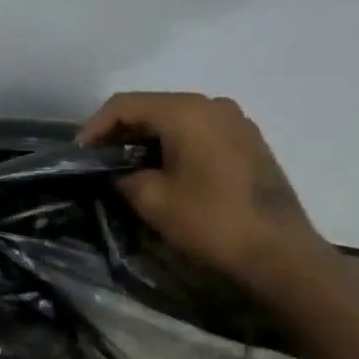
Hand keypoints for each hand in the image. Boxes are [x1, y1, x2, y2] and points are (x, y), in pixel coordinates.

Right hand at [79, 92, 335, 297]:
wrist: (280, 253)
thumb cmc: (210, 221)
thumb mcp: (152, 199)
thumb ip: (123, 175)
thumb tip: (117, 171)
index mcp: (187, 111)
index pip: (125, 105)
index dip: (95, 127)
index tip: (79, 154)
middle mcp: (213, 105)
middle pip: (152, 107)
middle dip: (120, 131)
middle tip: (98, 159)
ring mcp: (235, 121)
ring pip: (175, 119)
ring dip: (146, 138)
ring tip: (125, 165)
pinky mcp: (248, 141)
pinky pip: (198, 131)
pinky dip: (172, 143)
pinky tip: (161, 169)